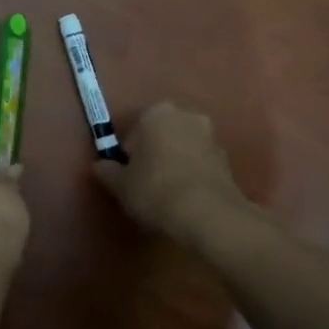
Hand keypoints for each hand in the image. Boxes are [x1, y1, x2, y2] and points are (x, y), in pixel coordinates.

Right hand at [94, 102, 248, 238]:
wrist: (208, 215)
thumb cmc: (155, 189)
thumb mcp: (120, 184)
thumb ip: (107, 171)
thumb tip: (100, 166)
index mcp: (157, 113)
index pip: (133, 131)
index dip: (128, 155)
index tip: (126, 175)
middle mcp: (187, 116)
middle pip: (161, 135)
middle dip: (153, 153)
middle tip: (144, 183)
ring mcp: (212, 137)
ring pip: (183, 148)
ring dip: (174, 163)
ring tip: (165, 194)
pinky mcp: (228, 161)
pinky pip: (200, 165)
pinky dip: (192, 176)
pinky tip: (184, 199)